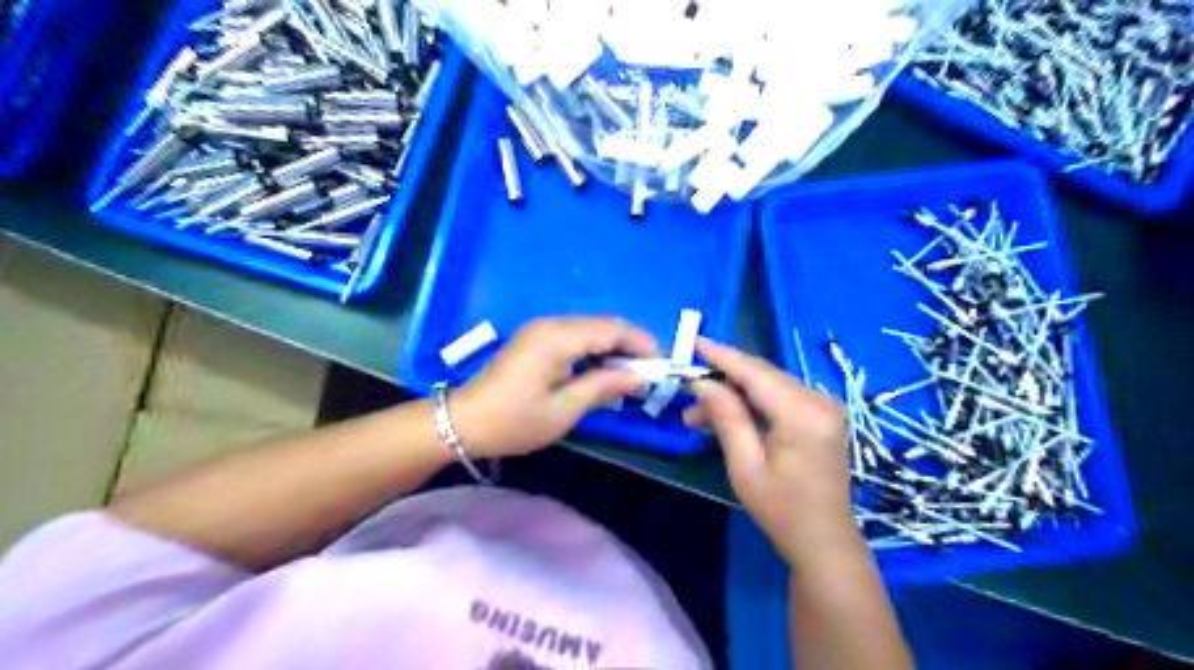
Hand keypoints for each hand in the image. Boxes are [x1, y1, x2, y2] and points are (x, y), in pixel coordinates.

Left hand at [447, 317, 657, 456]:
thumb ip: (604, 387)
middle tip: (648, 376)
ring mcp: (541, 329)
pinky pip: (575, 337)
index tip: (661, 367)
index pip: (613, 329)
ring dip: (613, 349)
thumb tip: (640, 377)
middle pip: (604, 325)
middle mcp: (552, 324)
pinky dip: (594, 351)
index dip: (642, 344)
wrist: (463, 422)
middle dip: (631, 347)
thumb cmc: (514, 421)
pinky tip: (601, 373)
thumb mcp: (564, 410)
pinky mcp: (535, 339)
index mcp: (559, 338)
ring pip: (591, 330)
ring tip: (629, 378)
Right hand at [686, 339, 863, 564]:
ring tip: (696, 415)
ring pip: (768, 385)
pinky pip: (779, 397)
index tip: (693, 342)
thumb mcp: (745, 465)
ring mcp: (823, 406)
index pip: (755, 373)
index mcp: (803, 413)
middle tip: (687, 388)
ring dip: (733, 394)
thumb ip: (726, 417)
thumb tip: (702, 382)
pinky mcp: (820, 415)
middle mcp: (819, 400)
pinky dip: (751, 403)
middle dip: (722, 378)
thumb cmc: (781, 510)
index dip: (722, 356)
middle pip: (763, 375)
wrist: (824, 542)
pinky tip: (724, 417)